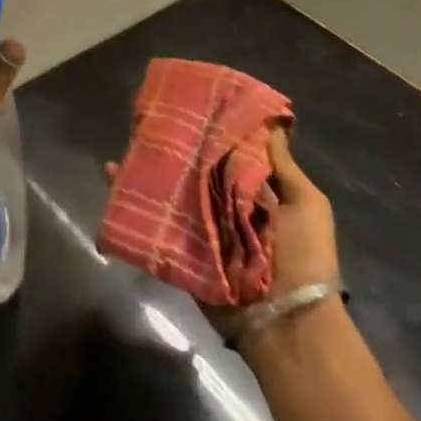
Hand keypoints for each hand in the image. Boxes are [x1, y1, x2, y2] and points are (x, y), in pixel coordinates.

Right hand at [100, 122, 338, 333]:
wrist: (285, 322)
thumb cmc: (303, 257)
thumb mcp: (307, 205)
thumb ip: (285, 166)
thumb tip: (275, 122)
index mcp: (255, 190)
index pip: (229, 151)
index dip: (213, 128)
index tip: (191, 99)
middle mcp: (225, 203)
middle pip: (196, 167)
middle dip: (176, 145)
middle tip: (149, 118)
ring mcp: (201, 225)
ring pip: (171, 188)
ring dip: (148, 167)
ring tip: (126, 141)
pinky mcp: (181, 246)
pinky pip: (154, 218)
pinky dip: (131, 198)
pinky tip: (112, 175)